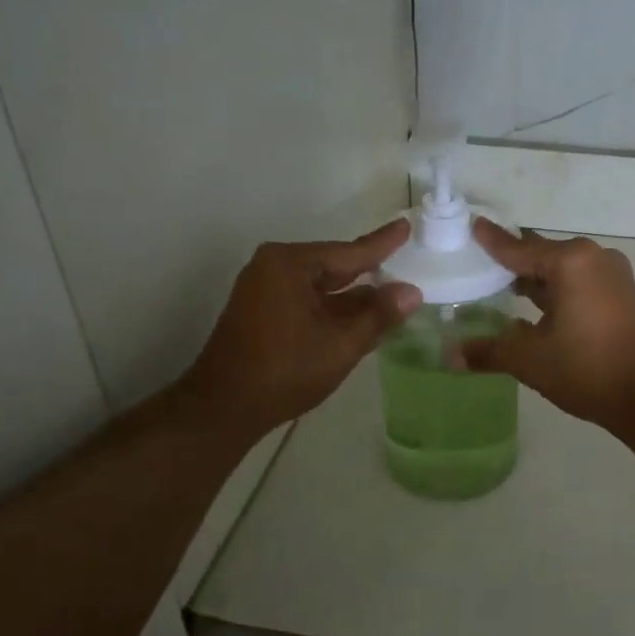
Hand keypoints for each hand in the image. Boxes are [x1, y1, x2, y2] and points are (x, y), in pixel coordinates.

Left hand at [177, 221, 419, 437]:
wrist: (223, 408)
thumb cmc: (284, 371)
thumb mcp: (340, 345)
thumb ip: (378, 316)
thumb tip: (412, 292)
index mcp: (289, 264)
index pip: (348, 252)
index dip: (381, 244)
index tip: (404, 226)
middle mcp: (274, 267)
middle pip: (334, 266)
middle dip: (369, 271)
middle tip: (404, 261)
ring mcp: (264, 289)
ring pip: (321, 287)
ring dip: (353, 296)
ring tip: (393, 294)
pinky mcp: (262, 311)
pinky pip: (307, 300)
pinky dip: (333, 308)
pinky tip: (362, 316)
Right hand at [459, 219, 634, 427]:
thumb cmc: (586, 368)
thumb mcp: (529, 359)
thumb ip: (488, 351)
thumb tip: (450, 356)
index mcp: (569, 261)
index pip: (518, 248)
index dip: (491, 241)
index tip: (472, 225)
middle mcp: (593, 258)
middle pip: (541, 254)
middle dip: (512, 261)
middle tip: (479, 264)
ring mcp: (613, 275)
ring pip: (563, 270)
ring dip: (535, 279)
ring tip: (501, 287)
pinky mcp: (623, 295)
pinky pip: (580, 283)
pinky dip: (557, 291)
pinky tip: (536, 308)